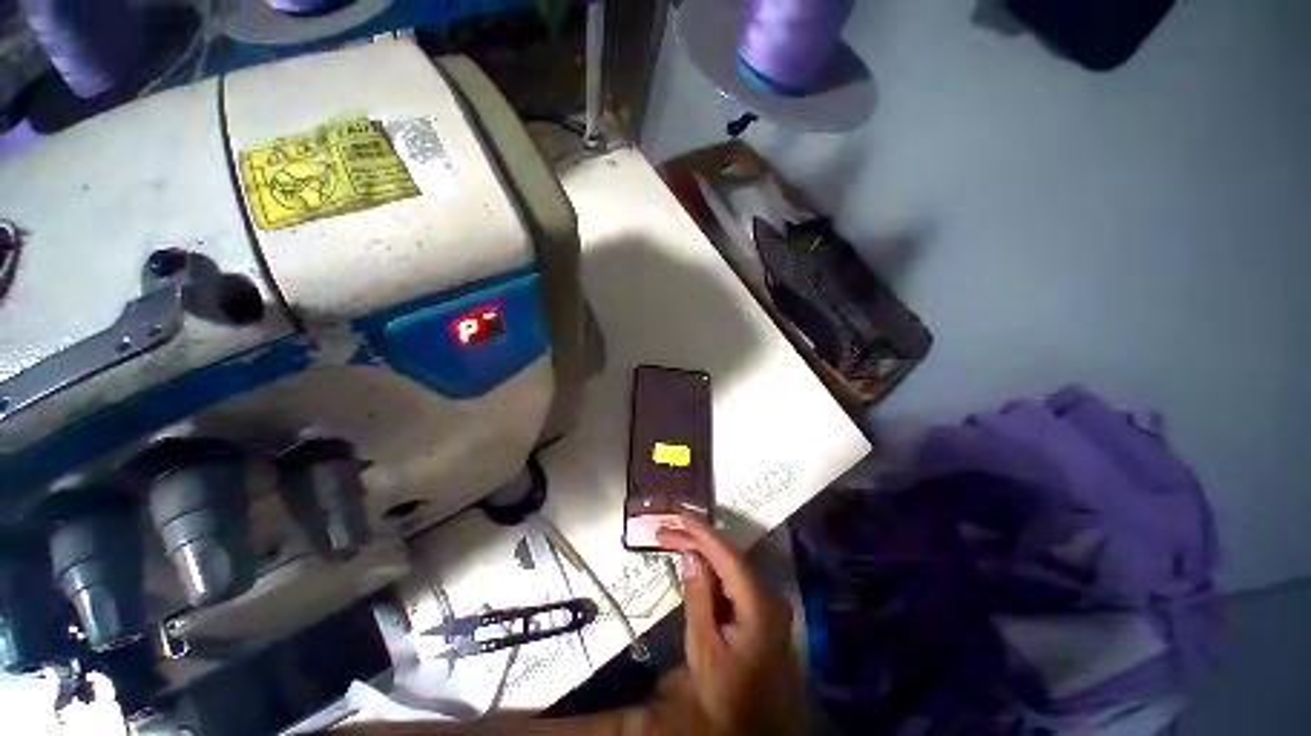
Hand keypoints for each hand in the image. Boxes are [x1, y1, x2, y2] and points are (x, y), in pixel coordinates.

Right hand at [654, 517, 804, 735]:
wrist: (752, 728)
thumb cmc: (726, 694)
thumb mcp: (704, 648)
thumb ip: (699, 597)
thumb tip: (691, 554)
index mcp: (759, 605)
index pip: (728, 556)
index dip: (702, 532)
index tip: (679, 514)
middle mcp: (769, 595)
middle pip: (728, 557)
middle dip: (696, 540)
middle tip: (664, 531)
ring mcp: (768, 601)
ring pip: (730, 565)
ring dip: (701, 551)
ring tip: (673, 539)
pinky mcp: (761, 607)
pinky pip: (733, 578)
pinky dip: (711, 568)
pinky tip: (693, 561)